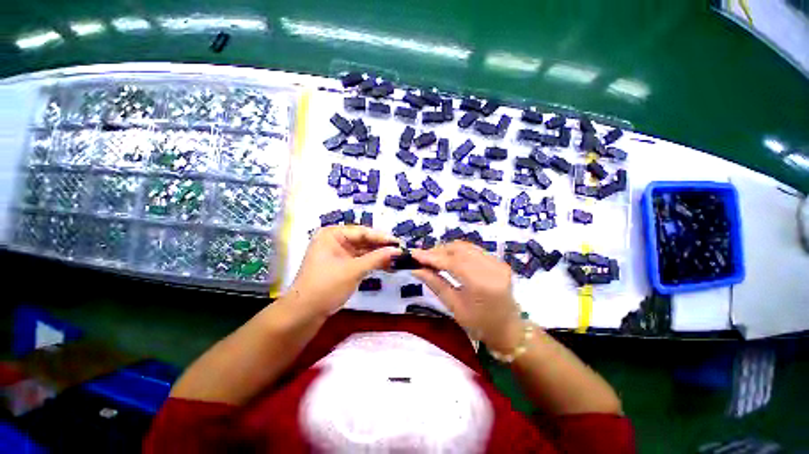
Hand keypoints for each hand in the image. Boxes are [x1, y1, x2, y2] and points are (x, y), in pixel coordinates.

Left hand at [287, 225, 399, 316]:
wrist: (305, 310)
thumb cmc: (326, 286)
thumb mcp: (353, 271)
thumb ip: (376, 259)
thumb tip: (398, 250)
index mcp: (331, 234)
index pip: (362, 231)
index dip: (382, 238)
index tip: (401, 243)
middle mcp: (332, 240)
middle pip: (361, 240)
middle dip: (380, 247)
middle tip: (402, 253)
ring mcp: (333, 255)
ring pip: (360, 252)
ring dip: (376, 257)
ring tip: (397, 261)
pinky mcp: (336, 268)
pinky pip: (356, 261)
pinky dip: (369, 264)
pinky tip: (384, 267)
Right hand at [411, 241, 523, 352]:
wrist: (506, 329)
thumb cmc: (479, 325)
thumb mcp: (455, 307)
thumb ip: (436, 285)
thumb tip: (416, 269)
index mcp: (481, 284)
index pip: (452, 262)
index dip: (431, 257)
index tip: (413, 254)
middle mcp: (492, 268)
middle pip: (461, 249)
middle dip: (439, 251)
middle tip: (422, 258)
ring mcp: (499, 264)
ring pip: (469, 248)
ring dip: (450, 250)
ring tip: (434, 259)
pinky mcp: (501, 263)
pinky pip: (477, 252)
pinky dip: (462, 253)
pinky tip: (451, 260)